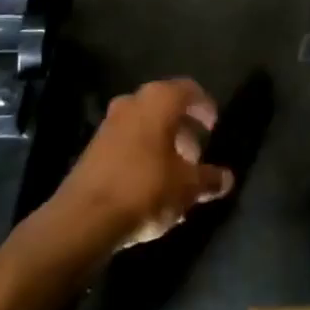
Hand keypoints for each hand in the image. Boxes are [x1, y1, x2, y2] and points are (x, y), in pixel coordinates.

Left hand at [48, 78, 235, 254]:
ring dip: (163, 144)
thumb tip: (227, 179)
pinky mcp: (93, 148)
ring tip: (177, 175)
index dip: (205, 107)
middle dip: (184, 129)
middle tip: (197, 155)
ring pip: (145, 125)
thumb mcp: (188, 186)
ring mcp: (109, 124)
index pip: (189, 90)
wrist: (83, 219)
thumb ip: (210, 179)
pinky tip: (152, 186)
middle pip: (166, 107)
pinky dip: (144, 155)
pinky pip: (128, 143)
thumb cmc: (145, 188)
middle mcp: (133, 102)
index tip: (214, 127)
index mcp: (159, 100)